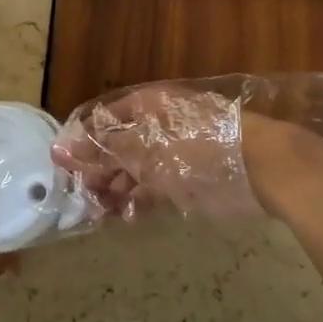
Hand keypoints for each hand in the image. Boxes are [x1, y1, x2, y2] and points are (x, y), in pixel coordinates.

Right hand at [52, 80, 259, 219]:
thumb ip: (103, 151)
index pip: (101, 121)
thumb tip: (61, 149)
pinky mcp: (188, 174)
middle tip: (83, 196)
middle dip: (99, 171)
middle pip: (117, 145)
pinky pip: (155, 184)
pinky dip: (140, 199)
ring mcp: (173, 149)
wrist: (261, 165)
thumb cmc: (198, 146)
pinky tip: (128, 216)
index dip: (82, 143)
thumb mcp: (146, 148)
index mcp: (145, 105)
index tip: (64, 168)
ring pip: (134, 168)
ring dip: (117, 189)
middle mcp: (155, 123)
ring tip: (102, 212)